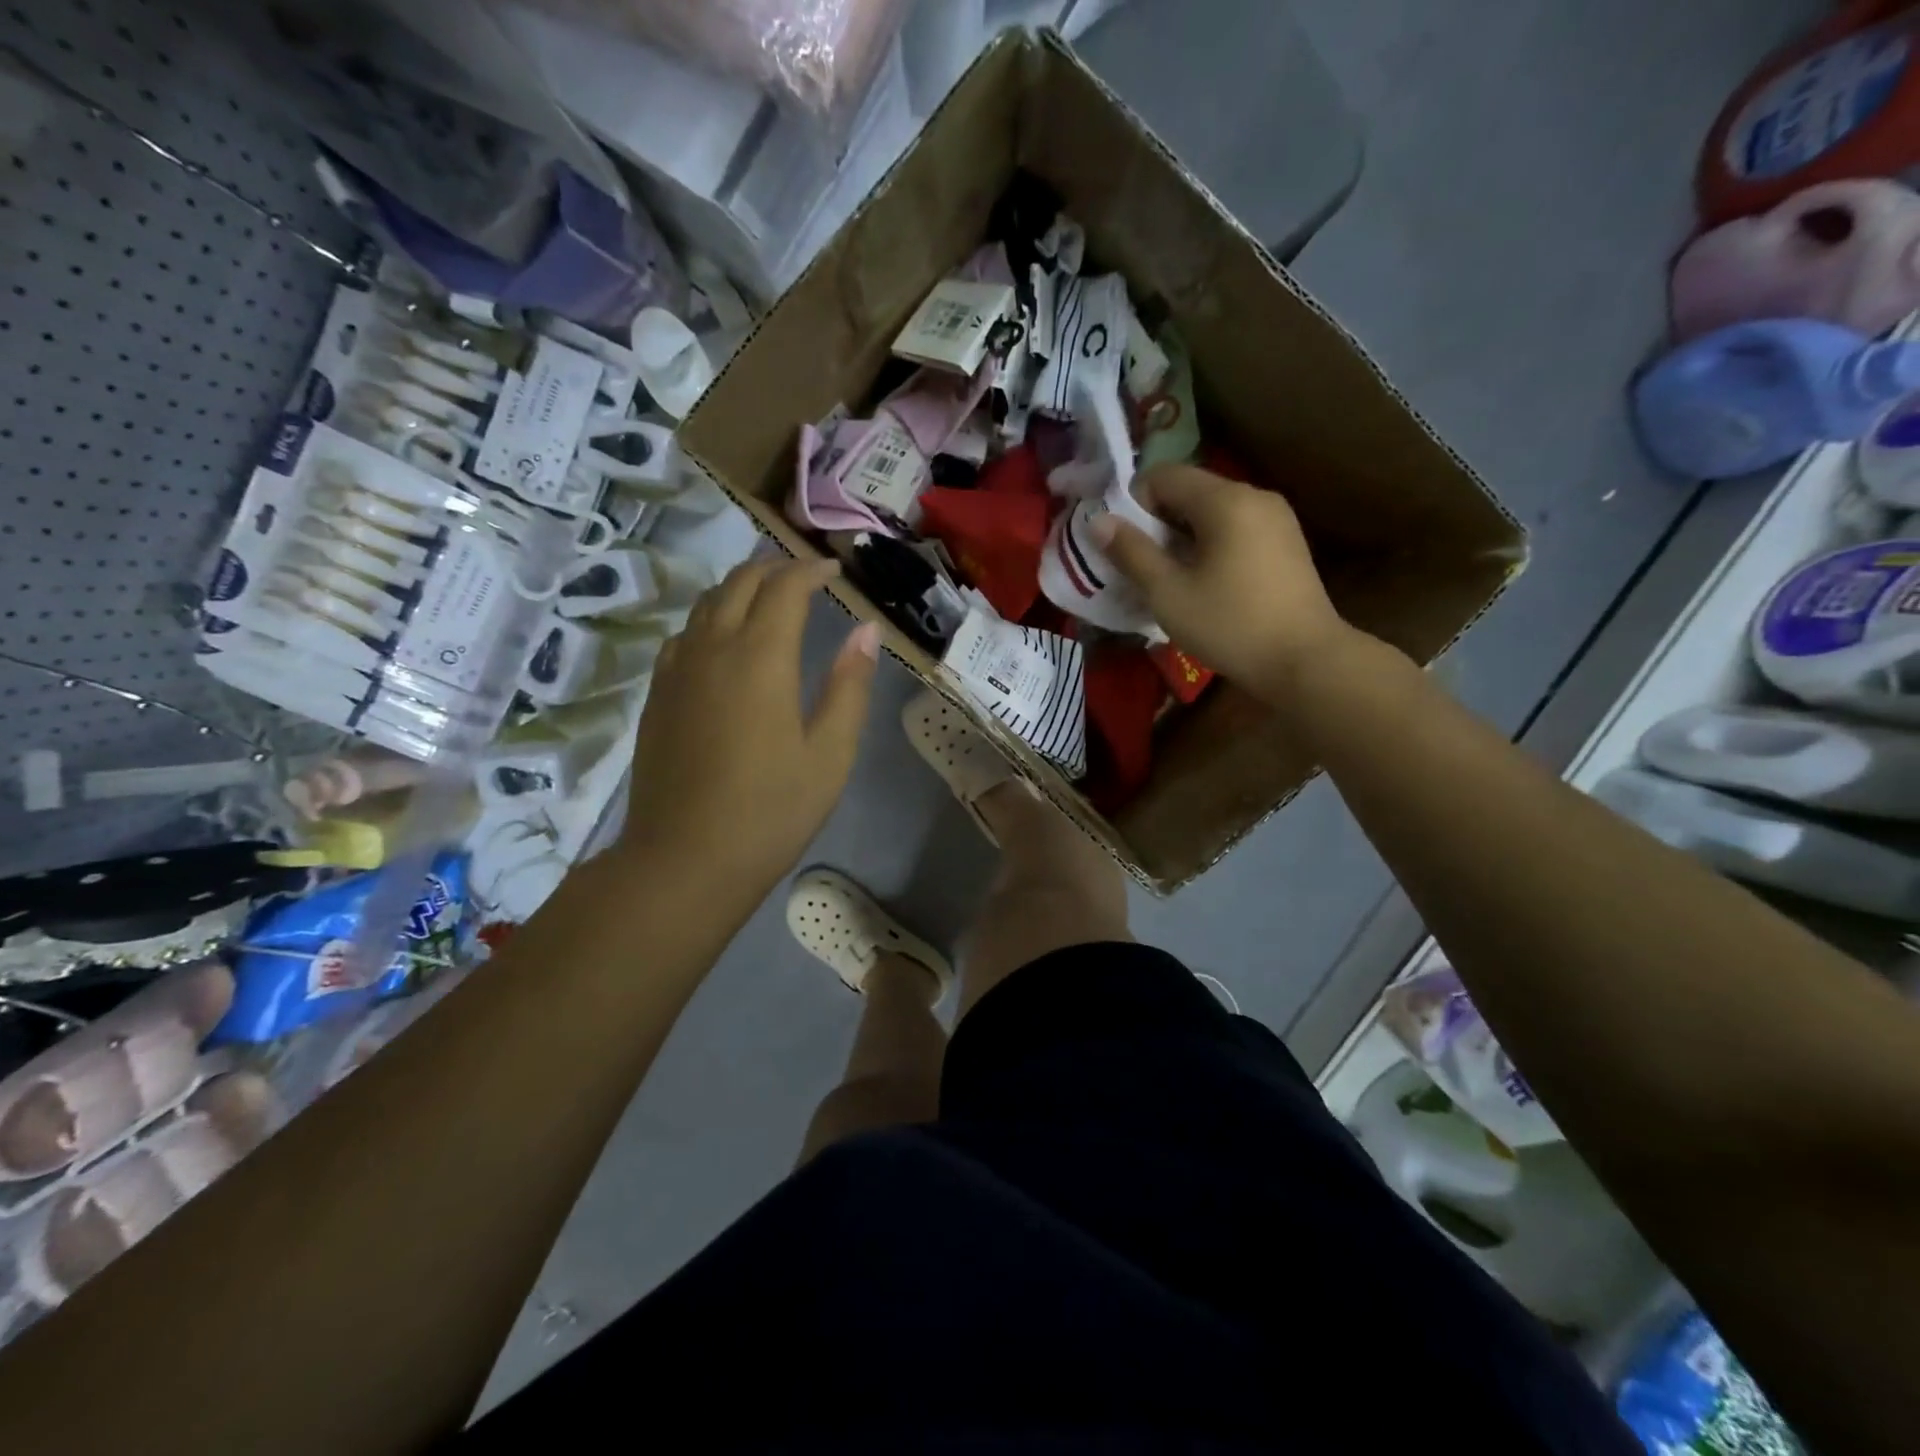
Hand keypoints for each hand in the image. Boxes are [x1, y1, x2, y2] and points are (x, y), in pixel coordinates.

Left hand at [622, 557, 879, 891]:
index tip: (834, 570)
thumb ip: (849, 686)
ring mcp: (676, 670)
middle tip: (804, 577)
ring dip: (739, 589)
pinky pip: (683, 635)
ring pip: (705, 604)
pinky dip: (709, 619)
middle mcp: (712, 648)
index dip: (811, 570)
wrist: (685, 859)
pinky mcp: (657, 695)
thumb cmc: (772, 810)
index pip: (785, 588)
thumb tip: (865, 630)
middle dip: (774, 570)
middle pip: (739, 583)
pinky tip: (722, 642)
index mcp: (761, 657)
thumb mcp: (830, 753)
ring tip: (766, 599)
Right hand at [1092, 464, 1353, 696]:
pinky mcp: (1286, 544)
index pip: (1164, 476)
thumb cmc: (1230, 625)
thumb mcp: (1168, 593)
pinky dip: (1210, 546)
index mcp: (1225, 500)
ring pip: (1212, 513)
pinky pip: (1235, 529)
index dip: (1133, 503)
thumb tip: (1098, 521)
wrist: (1305, 662)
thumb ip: (1131, 552)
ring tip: (1169, 579)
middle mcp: (1254, 496)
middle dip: (1157, 522)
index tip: (1122, 544)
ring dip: (1182, 537)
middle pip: (1190, 492)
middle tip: (1139, 565)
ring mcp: (1276, 519)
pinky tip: (1204, 584)